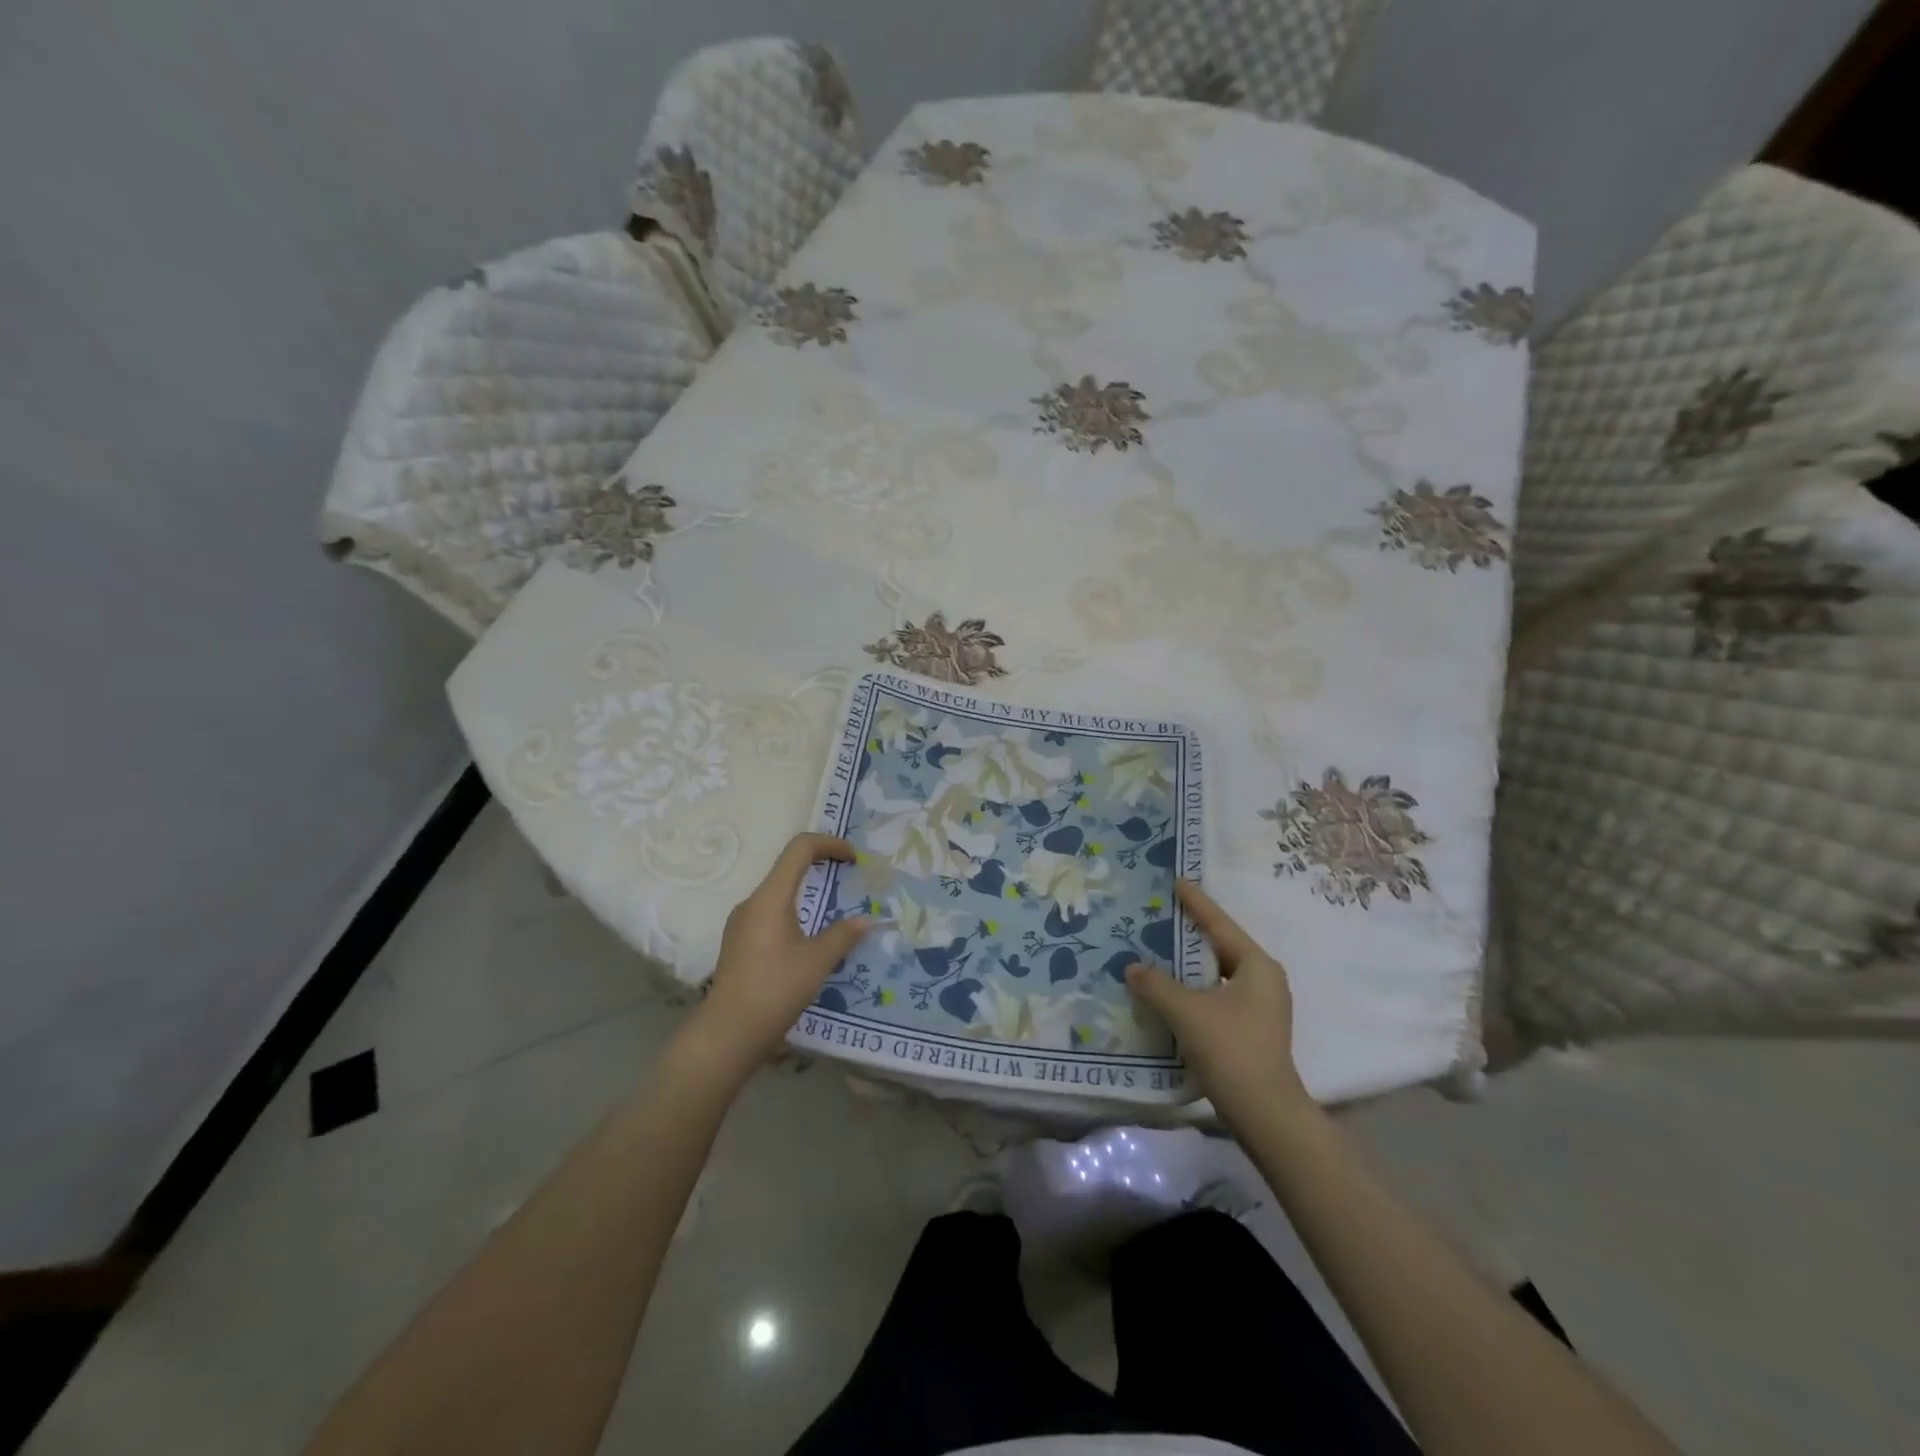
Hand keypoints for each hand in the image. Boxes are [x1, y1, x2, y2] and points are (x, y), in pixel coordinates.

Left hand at [676, 834, 871, 1086]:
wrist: (728, 1033)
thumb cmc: (775, 989)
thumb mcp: (818, 961)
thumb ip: (843, 934)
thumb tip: (866, 920)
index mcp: (770, 896)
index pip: (800, 848)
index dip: (830, 844)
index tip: (854, 858)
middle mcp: (752, 902)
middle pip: (788, 867)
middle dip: (821, 866)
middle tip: (849, 879)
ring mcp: (741, 923)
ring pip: (778, 892)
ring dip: (808, 892)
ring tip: (834, 911)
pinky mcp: (739, 942)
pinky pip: (770, 913)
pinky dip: (794, 912)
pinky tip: (809, 939)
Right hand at [1125, 879, 1309, 1124]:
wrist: (1266, 1114)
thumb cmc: (1231, 1050)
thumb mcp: (1187, 1011)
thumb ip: (1156, 984)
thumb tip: (1133, 967)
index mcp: (1256, 965)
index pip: (1219, 924)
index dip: (1195, 902)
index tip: (1176, 881)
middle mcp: (1264, 980)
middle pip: (1221, 946)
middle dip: (1190, 933)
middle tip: (1160, 915)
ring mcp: (1260, 1007)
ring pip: (1218, 973)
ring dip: (1189, 965)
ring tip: (1158, 950)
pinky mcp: (1251, 1030)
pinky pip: (1217, 995)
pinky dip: (1194, 989)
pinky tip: (1169, 991)